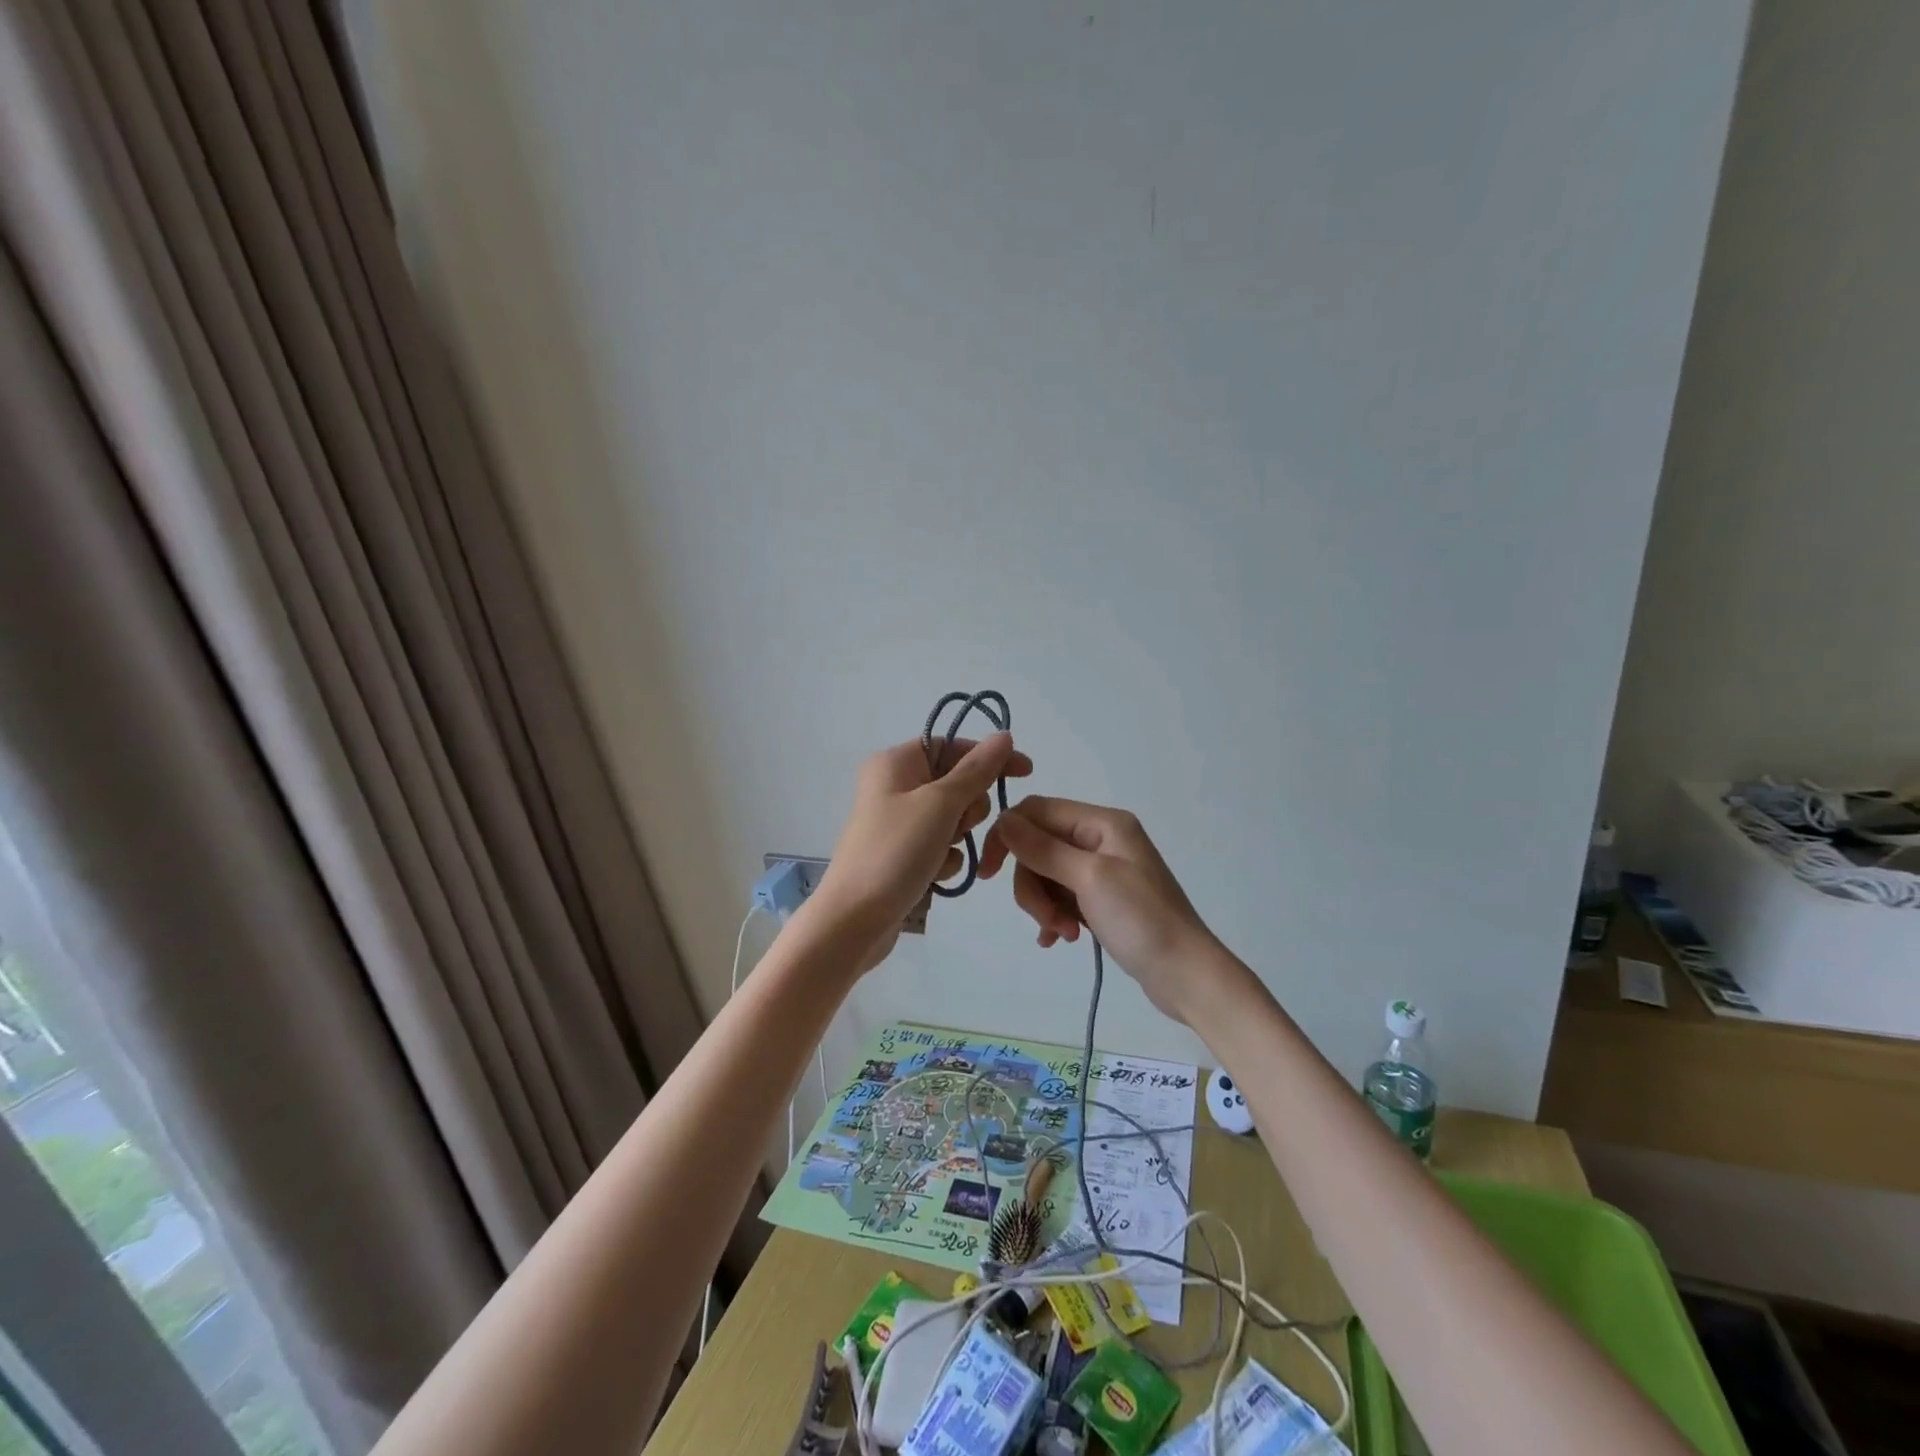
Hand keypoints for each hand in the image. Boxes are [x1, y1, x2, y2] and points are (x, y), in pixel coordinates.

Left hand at [812, 735, 1031, 968]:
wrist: (853, 920)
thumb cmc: (895, 852)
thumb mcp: (940, 805)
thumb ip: (976, 770)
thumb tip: (1004, 736)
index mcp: (895, 762)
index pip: (953, 745)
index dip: (989, 757)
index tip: (1026, 772)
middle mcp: (894, 785)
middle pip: (956, 782)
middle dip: (969, 806)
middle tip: (958, 826)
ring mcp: (898, 822)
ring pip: (953, 817)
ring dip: (958, 837)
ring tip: (941, 855)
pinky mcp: (902, 853)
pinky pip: (940, 845)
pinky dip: (945, 859)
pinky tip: (933, 876)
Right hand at [979, 797, 1223, 1022]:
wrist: (1187, 976)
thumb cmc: (1142, 920)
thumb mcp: (1089, 879)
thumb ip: (1043, 849)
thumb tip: (1003, 820)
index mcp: (1102, 823)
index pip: (1036, 812)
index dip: (1007, 837)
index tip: (987, 873)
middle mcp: (1100, 839)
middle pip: (1038, 847)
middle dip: (1033, 884)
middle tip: (1046, 920)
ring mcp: (1102, 870)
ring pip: (1046, 875)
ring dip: (1045, 906)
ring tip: (1064, 934)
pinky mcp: (1102, 900)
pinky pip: (1061, 897)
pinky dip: (1054, 916)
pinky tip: (1059, 940)